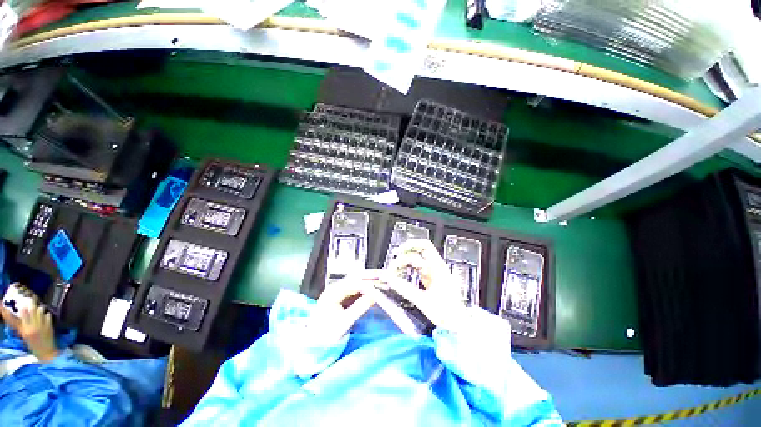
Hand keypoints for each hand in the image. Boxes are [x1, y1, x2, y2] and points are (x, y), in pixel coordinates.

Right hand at [1, 287, 58, 361]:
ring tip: (40, 308)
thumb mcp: (24, 336)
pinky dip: (47, 314)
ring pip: (39, 311)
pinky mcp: (49, 327)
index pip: (12, 320)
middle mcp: (30, 328)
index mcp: (22, 331)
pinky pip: (48, 316)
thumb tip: (20, 315)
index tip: (2, 304)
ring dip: (39, 308)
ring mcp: (40, 327)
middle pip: (28, 311)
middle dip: (30, 304)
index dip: (6, 312)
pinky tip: (46, 315)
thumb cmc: (34, 346)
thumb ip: (21, 326)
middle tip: (30, 300)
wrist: (47, 354)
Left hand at [311, 271, 382, 341]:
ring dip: (368, 280)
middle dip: (370, 276)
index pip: (354, 281)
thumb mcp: (345, 322)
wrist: (313, 345)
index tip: (382, 282)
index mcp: (333, 292)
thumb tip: (376, 295)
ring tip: (381, 281)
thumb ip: (360, 306)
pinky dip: (365, 288)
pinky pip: (355, 289)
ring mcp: (337, 292)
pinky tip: (373, 289)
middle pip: (355, 277)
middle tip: (384, 276)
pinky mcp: (340, 298)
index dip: (369, 281)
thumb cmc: (326, 335)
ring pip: (356, 282)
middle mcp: (335, 288)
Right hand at [382, 239, 467, 331]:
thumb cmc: (446, 314)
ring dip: (405, 262)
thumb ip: (404, 289)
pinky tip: (401, 276)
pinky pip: (418, 269)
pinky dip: (408, 270)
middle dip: (405, 252)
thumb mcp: (423, 301)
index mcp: (438, 268)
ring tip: (394, 271)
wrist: (459, 326)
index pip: (424, 246)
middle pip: (420, 250)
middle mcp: (437, 267)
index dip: (410, 245)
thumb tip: (388, 279)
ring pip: (417, 259)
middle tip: (393, 260)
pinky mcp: (432, 279)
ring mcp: (434, 273)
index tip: (397, 252)